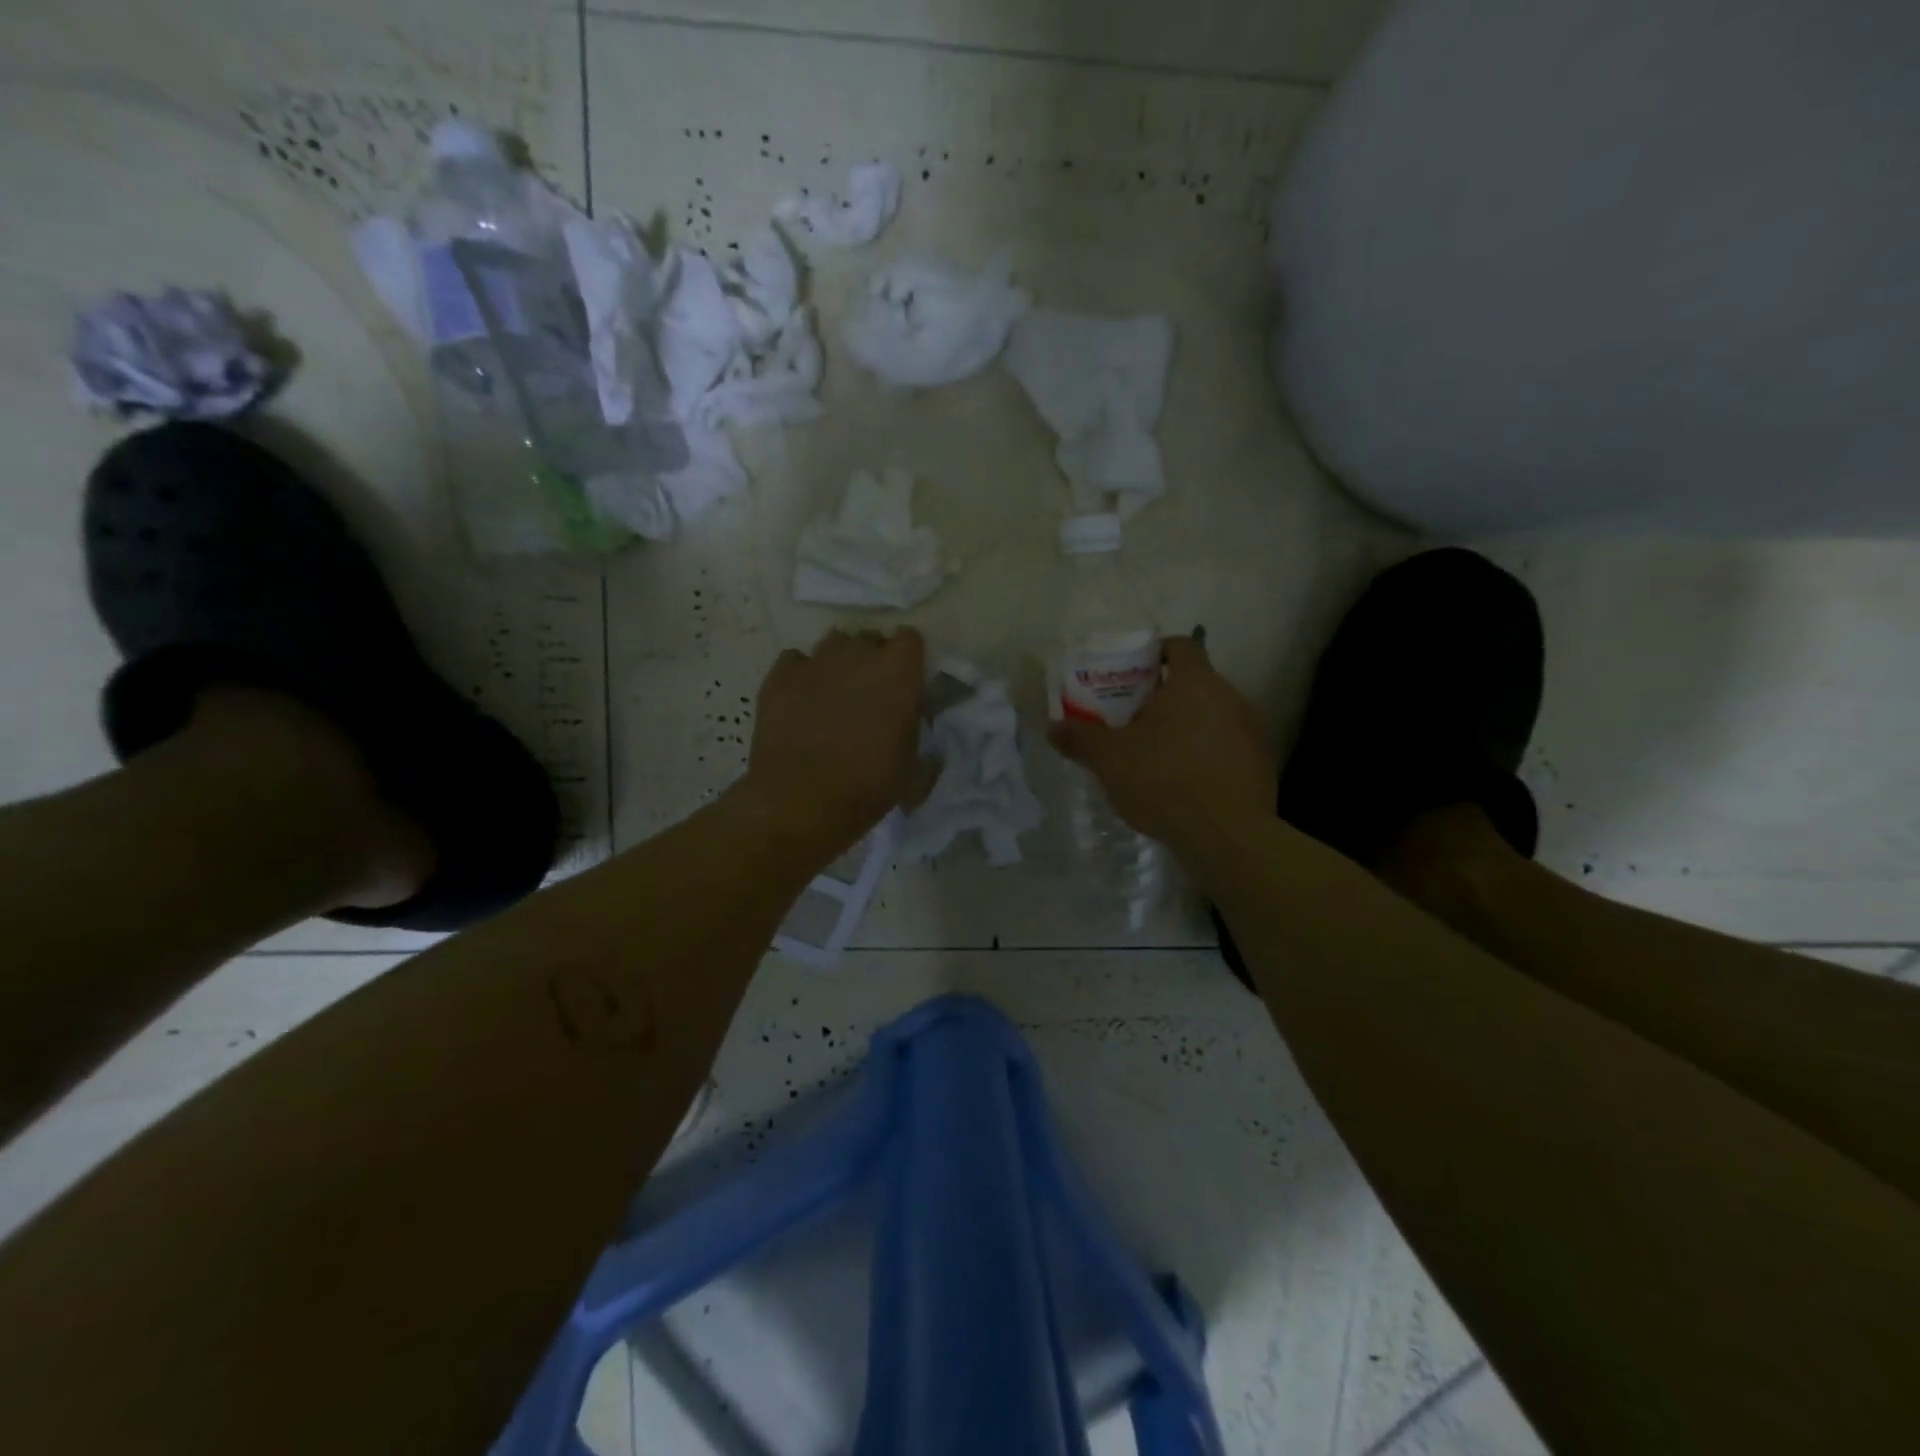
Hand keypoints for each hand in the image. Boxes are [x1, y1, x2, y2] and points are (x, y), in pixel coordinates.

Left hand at [744, 628, 927, 856]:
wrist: (800, 801)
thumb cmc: (867, 787)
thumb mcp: (913, 774)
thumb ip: (923, 748)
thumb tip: (928, 747)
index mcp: (898, 673)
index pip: (910, 638)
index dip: (908, 659)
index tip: (907, 681)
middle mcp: (857, 656)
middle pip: (870, 639)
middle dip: (873, 658)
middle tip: (871, 692)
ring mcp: (815, 662)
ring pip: (833, 643)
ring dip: (839, 661)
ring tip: (835, 692)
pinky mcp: (779, 676)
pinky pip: (795, 660)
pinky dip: (801, 674)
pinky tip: (801, 698)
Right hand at [1049, 636, 1276, 856]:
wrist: (1225, 836)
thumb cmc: (1163, 780)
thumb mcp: (1109, 759)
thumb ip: (1081, 738)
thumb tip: (1052, 728)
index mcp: (1195, 683)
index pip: (1181, 646)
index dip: (1157, 654)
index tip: (1134, 674)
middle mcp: (1231, 697)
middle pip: (1197, 683)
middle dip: (1166, 697)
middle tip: (1136, 720)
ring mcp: (1252, 732)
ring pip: (1214, 717)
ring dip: (1188, 727)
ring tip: (1159, 755)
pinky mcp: (1262, 765)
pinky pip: (1229, 748)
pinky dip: (1208, 756)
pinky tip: (1187, 783)